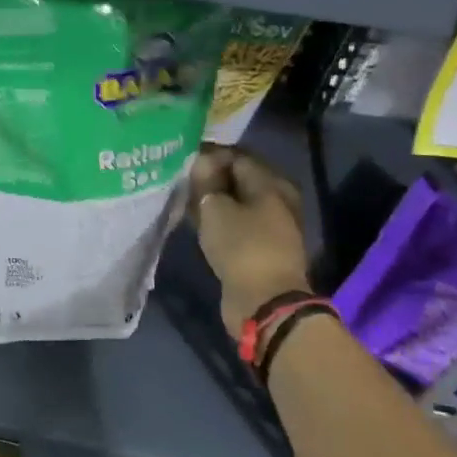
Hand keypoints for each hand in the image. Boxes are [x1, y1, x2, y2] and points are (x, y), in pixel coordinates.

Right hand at [190, 144, 311, 336]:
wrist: (265, 302)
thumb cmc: (242, 246)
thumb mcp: (215, 208)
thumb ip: (206, 180)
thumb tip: (200, 161)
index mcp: (272, 183)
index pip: (236, 156)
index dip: (208, 155)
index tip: (182, 158)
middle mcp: (277, 199)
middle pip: (238, 179)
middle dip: (209, 178)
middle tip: (180, 178)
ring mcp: (271, 225)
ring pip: (236, 202)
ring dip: (212, 200)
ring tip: (183, 199)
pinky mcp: (261, 246)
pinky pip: (236, 223)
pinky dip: (218, 219)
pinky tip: (195, 219)